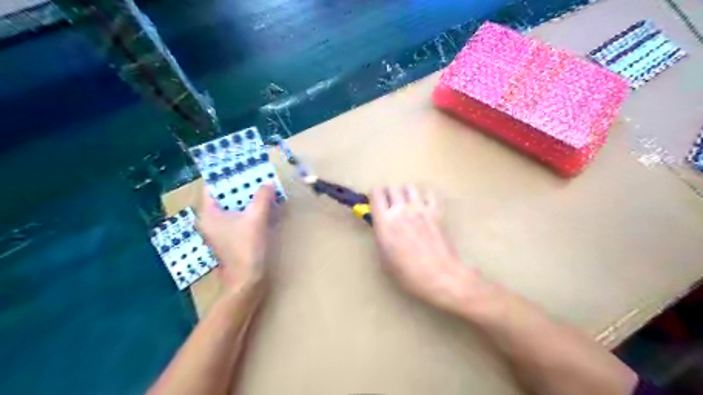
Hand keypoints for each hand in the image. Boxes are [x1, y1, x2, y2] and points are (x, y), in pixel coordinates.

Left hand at [198, 183, 277, 296]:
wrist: (247, 280)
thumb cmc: (246, 248)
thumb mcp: (256, 218)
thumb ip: (262, 197)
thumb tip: (267, 183)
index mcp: (209, 214)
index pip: (213, 188)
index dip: (227, 177)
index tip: (243, 168)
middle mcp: (210, 221)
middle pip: (224, 197)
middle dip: (241, 187)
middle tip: (257, 177)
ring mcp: (220, 231)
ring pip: (233, 208)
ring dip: (247, 199)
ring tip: (262, 189)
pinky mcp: (230, 239)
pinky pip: (238, 218)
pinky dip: (249, 211)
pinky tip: (263, 208)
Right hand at [369, 185, 479, 318]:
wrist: (438, 275)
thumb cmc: (406, 273)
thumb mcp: (384, 257)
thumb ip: (381, 237)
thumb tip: (382, 228)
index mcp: (384, 221)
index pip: (375, 194)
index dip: (374, 195)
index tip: (375, 201)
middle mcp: (400, 209)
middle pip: (392, 188)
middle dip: (389, 194)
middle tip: (390, 204)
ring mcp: (420, 208)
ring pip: (409, 187)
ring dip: (405, 193)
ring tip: (407, 203)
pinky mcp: (436, 212)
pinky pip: (430, 194)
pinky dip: (426, 197)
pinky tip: (425, 206)